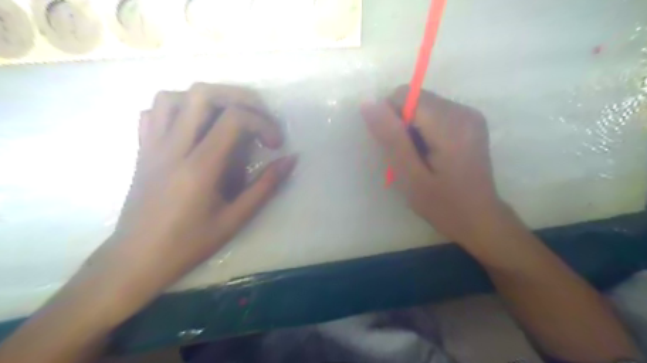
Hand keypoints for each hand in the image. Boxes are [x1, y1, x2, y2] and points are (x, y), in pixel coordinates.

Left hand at [97, 83, 296, 297]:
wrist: (136, 260)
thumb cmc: (188, 244)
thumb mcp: (235, 219)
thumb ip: (266, 186)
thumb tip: (290, 160)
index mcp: (200, 167)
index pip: (234, 119)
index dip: (263, 122)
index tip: (275, 144)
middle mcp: (173, 147)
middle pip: (204, 94)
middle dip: (240, 97)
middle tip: (259, 117)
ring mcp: (152, 146)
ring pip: (174, 96)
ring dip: (207, 99)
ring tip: (227, 118)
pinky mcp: (142, 150)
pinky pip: (153, 113)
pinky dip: (176, 109)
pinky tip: (193, 127)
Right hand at [362, 85, 508, 245]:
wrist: (479, 219)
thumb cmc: (443, 205)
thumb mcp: (410, 176)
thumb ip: (391, 137)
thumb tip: (368, 103)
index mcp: (450, 124)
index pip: (405, 95)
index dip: (391, 118)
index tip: (396, 147)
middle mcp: (463, 111)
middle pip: (415, 98)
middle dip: (402, 123)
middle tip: (408, 156)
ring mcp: (469, 114)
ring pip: (422, 104)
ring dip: (412, 127)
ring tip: (420, 156)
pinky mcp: (469, 120)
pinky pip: (434, 112)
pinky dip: (424, 128)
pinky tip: (431, 152)